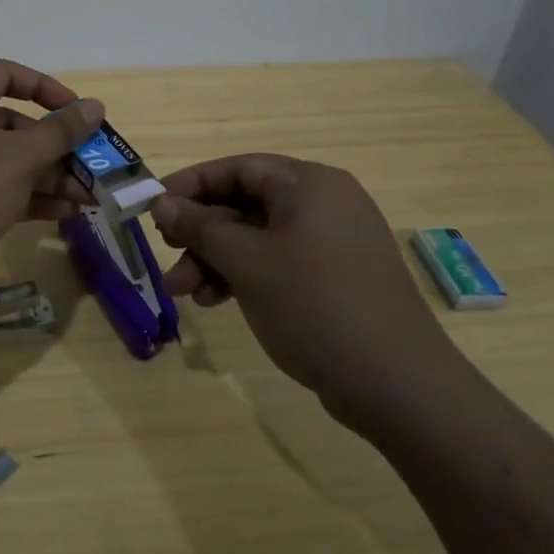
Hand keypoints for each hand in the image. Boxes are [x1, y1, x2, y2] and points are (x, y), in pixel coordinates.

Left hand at [0, 59, 105, 294]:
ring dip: (48, 176)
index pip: (5, 74)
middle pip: (11, 123)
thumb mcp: (19, 157)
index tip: (77, 111)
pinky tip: (65, 213)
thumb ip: (60, 132)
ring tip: (88, 196)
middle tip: (91, 163)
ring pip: (7, 160)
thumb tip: (95, 106)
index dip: (45, 88)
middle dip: (55, 146)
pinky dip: (28, 197)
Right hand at [150, 154, 469, 434]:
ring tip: (183, 292)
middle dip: (202, 232)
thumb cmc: (314, 306)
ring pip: (259, 238)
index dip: (192, 184)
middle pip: (246, 204)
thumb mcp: (247, 262)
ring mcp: (334, 242)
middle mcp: (325, 203)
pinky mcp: (338, 278)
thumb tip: (163, 201)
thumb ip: (201, 227)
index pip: (239, 167)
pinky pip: (280, 262)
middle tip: (167, 253)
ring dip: (217, 260)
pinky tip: (215, 302)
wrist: (398, 386)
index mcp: (310, 184)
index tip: (154, 204)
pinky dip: (246, 276)